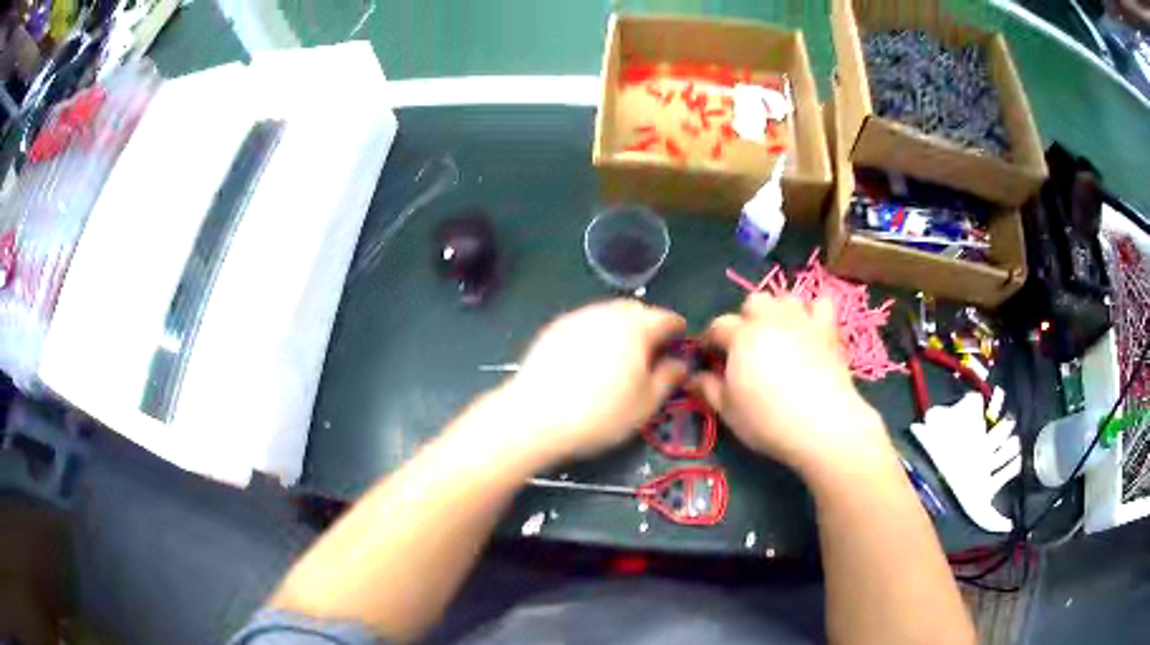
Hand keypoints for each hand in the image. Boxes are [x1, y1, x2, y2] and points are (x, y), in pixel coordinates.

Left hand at [500, 300, 687, 461]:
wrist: (535, 416)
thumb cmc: (600, 414)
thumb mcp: (645, 404)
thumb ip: (668, 378)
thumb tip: (680, 364)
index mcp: (637, 327)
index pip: (666, 318)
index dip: (677, 330)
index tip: (680, 343)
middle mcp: (608, 313)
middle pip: (636, 310)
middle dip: (648, 325)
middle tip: (651, 351)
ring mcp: (578, 317)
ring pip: (608, 314)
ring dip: (621, 327)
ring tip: (620, 355)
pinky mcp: (554, 328)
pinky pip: (585, 323)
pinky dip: (596, 333)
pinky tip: (590, 358)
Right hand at [693, 295, 891, 478]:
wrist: (821, 423)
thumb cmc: (767, 420)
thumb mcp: (728, 411)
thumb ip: (708, 389)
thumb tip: (693, 378)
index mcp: (740, 336)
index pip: (717, 326)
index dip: (711, 340)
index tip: (710, 357)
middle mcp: (770, 318)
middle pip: (753, 301)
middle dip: (747, 318)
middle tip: (748, 345)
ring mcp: (802, 319)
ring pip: (786, 297)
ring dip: (779, 310)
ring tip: (780, 333)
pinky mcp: (828, 328)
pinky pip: (822, 303)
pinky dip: (815, 311)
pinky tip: (812, 327)